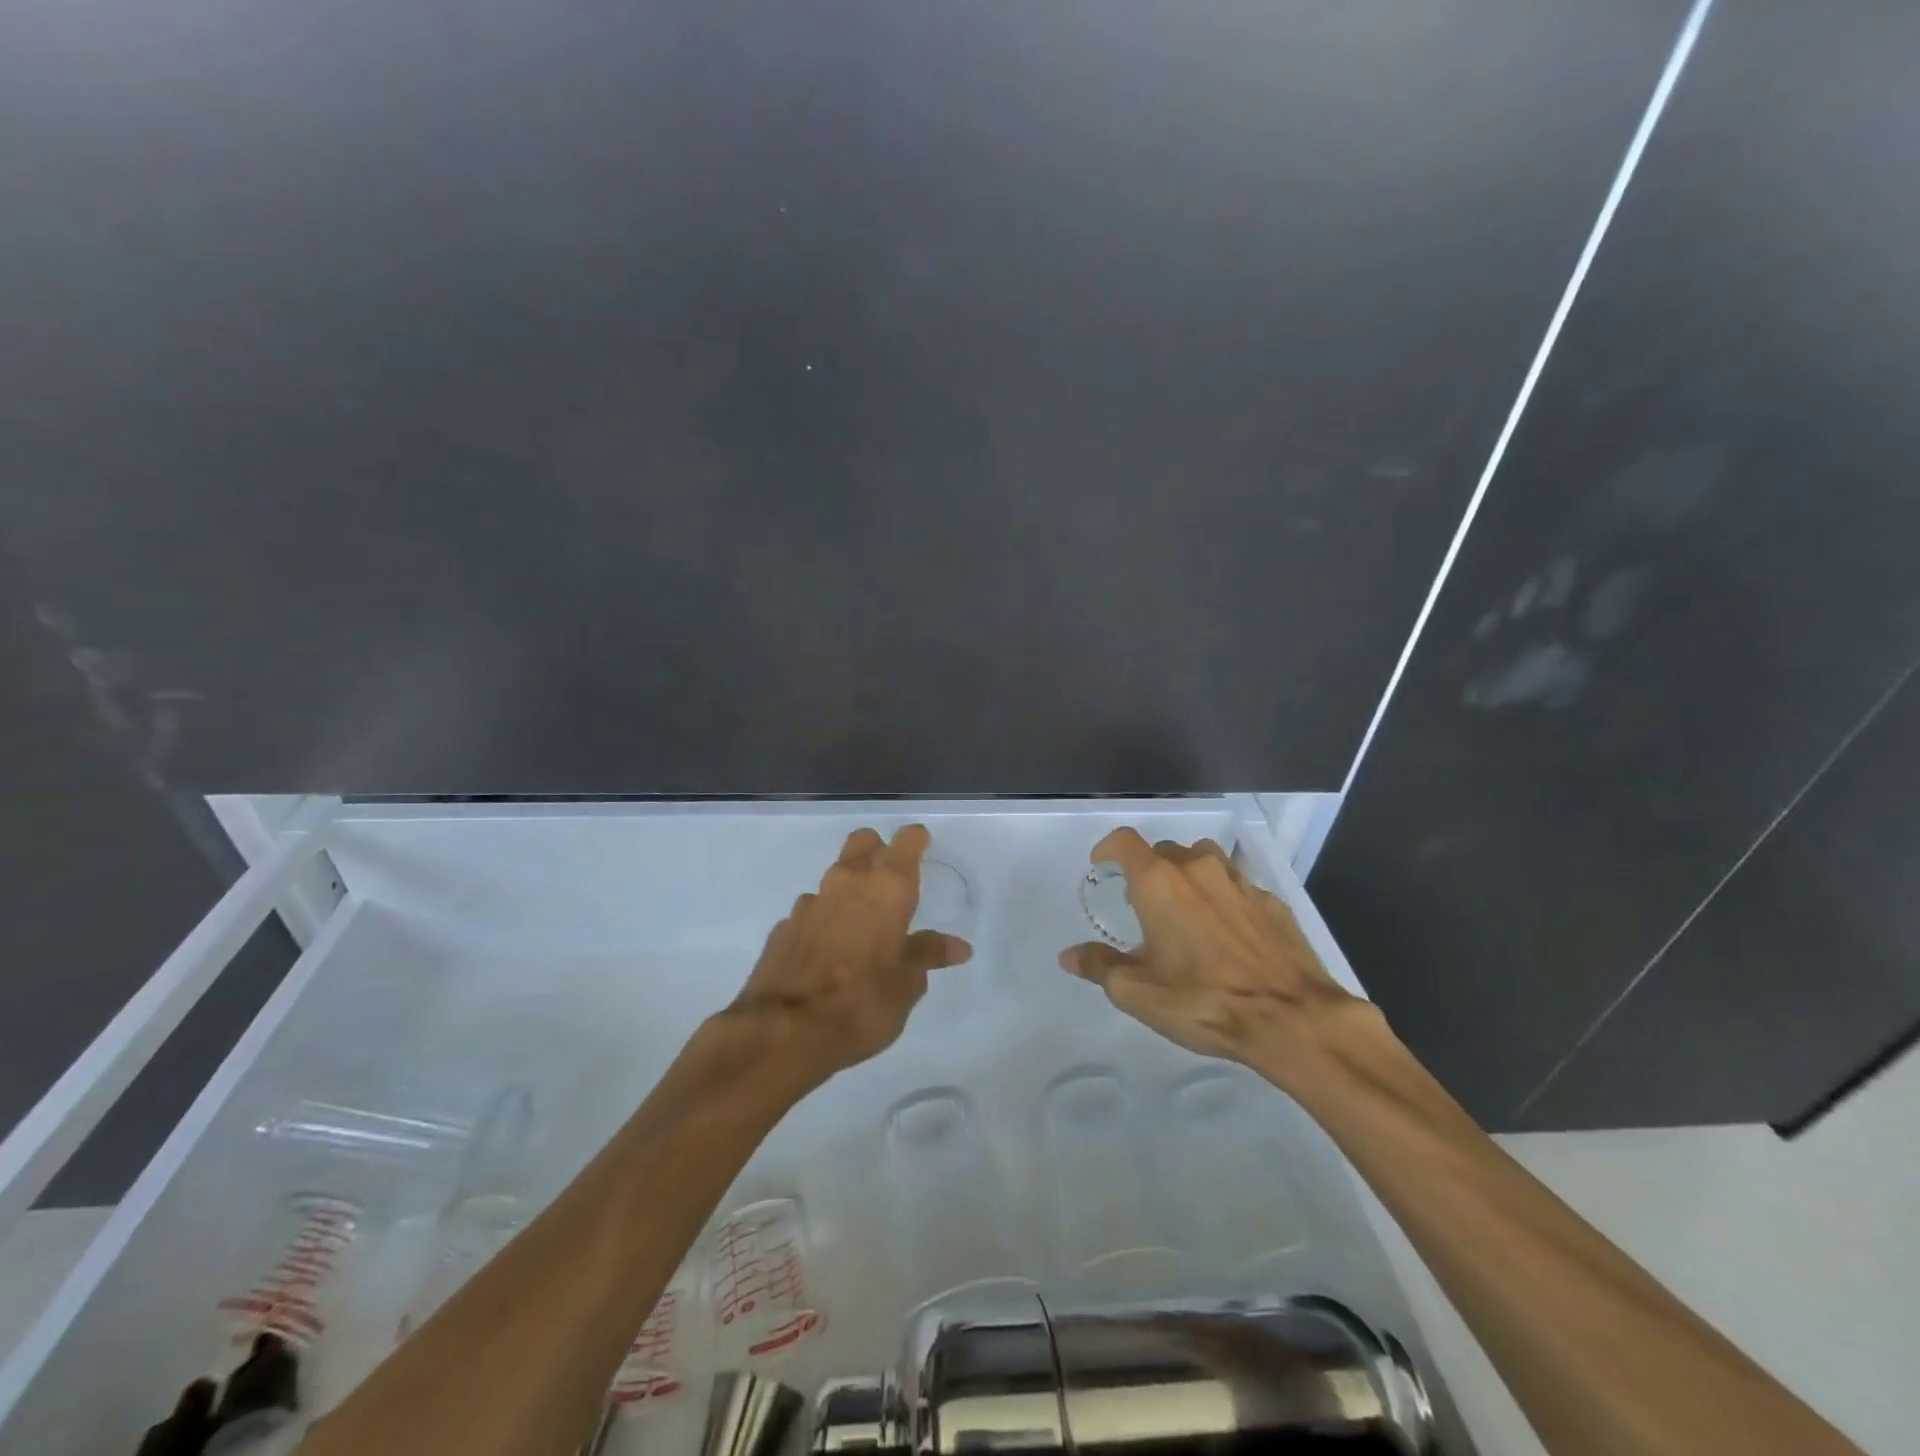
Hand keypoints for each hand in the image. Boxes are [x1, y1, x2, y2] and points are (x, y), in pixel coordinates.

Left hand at [729, 824, 972, 1082]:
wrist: (785, 1031)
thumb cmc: (863, 1002)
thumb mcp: (907, 984)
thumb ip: (928, 954)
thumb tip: (958, 946)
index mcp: (887, 888)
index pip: (906, 841)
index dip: (916, 840)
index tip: (923, 846)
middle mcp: (847, 883)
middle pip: (863, 842)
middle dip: (877, 850)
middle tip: (891, 879)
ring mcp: (810, 903)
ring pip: (834, 878)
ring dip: (848, 891)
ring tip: (859, 926)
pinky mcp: (783, 928)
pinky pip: (810, 912)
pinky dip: (823, 921)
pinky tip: (827, 952)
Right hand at [1059, 828, 1375, 1094]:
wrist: (1292, 1018)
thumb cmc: (1203, 1001)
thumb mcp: (1138, 992)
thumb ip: (1100, 966)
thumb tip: (1070, 955)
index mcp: (1159, 883)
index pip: (1125, 842)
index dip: (1108, 848)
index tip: (1102, 865)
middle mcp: (1198, 869)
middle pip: (1165, 851)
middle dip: (1149, 870)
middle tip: (1144, 905)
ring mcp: (1240, 882)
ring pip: (1205, 861)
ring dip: (1189, 877)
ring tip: (1187, 912)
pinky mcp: (1273, 902)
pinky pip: (1239, 886)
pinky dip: (1225, 898)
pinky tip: (1229, 933)